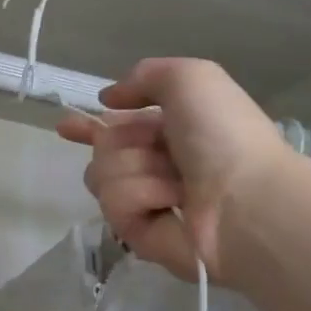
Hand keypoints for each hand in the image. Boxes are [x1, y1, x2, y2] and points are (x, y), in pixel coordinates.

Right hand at [56, 57, 296, 288]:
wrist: (245, 200)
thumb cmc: (223, 134)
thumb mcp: (190, 78)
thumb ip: (145, 76)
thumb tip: (109, 100)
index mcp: (174, 131)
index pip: (120, 127)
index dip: (91, 127)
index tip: (65, 126)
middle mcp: (158, 165)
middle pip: (103, 149)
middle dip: (121, 142)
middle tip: (156, 151)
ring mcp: (147, 201)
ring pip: (100, 174)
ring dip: (135, 169)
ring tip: (174, 183)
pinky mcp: (137, 234)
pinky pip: (112, 203)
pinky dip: (140, 196)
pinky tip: (168, 203)